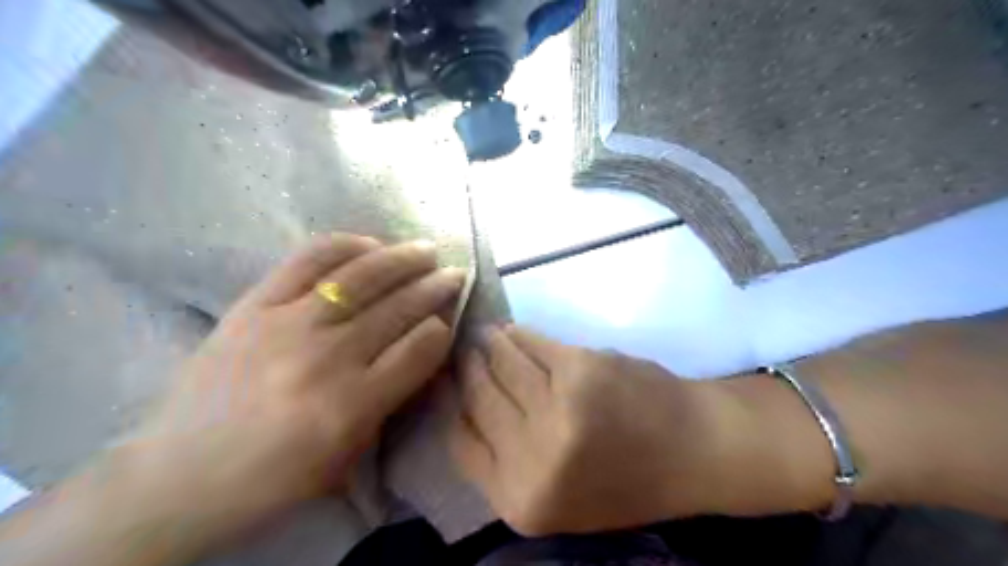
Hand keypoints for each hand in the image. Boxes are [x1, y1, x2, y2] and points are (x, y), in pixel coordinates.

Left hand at [113, 235, 464, 557]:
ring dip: (403, 258)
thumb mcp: (348, 454)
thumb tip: (420, 347)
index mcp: (351, 405)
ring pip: (362, 276)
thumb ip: (390, 398)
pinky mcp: (253, 305)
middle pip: (399, 308)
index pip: (420, 349)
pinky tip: (370, 244)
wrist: (179, 474)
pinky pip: (308, 260)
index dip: (443, 328)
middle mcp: (325, 358)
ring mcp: (286, 324)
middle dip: (436, 287)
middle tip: (456, 273)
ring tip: (426, 249)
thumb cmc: (275, 477)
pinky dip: (346, 245)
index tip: (449, 319)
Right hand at [452, 326, 724, 536]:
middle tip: (461, 350)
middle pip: (478, 399)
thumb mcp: (557, 498)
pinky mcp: (579, 369)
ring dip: (489, 346)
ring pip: (502, 365)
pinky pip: (533, 344)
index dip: (451, 406)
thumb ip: (505, 463)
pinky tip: (511, 331)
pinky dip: (519, 335)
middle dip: (466, 370)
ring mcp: (557, 409)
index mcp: (521, 500)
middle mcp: (532, 458)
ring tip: (483, 335)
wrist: (693, 451)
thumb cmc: (625, 480)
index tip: (448, 384)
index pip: (460, 442)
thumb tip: (464, 407)